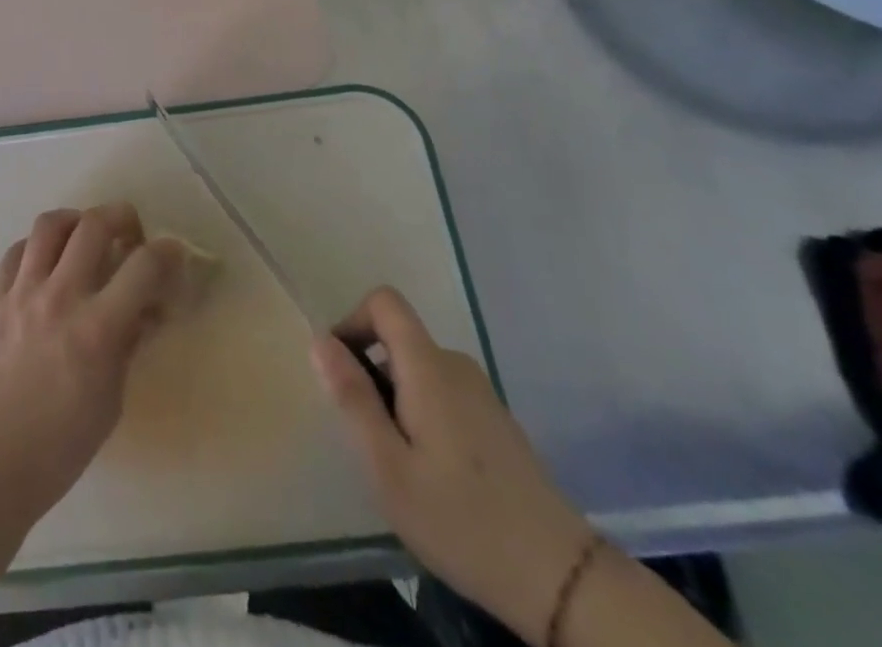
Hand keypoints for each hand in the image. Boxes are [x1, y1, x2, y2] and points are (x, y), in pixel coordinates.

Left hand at [0, 203, 187, 527]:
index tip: (174, 252)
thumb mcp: (113, 396)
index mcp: (97, 328)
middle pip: (94, 225)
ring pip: (50, 224)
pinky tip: (46, 262)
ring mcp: (22, 292)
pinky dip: (37, 247)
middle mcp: (60, 297)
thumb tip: (148, 307)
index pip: (143, 266)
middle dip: (121, 217)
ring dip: (76, 220)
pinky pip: (17, 250)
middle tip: (129, 232)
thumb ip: (130, 341)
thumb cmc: (63, 441)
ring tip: (85, 234)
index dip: (167, 251)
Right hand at [312, 287, 593, 646]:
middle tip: (370, 440)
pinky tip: (435, 476)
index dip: (352, 321)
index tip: (342, 373)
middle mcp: (456, 365)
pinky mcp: (495, 420)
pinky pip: (442, 393)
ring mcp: (481, 392)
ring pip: (418, 370)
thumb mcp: (388, 467)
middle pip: (398, 339)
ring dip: (395, 399)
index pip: (384, 302)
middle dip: (371, 374)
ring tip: (401, 465)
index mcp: (429, 367)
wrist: (560, 579)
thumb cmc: (461, 520)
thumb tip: (320, 341)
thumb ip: (353, 398)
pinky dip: (422, 415)